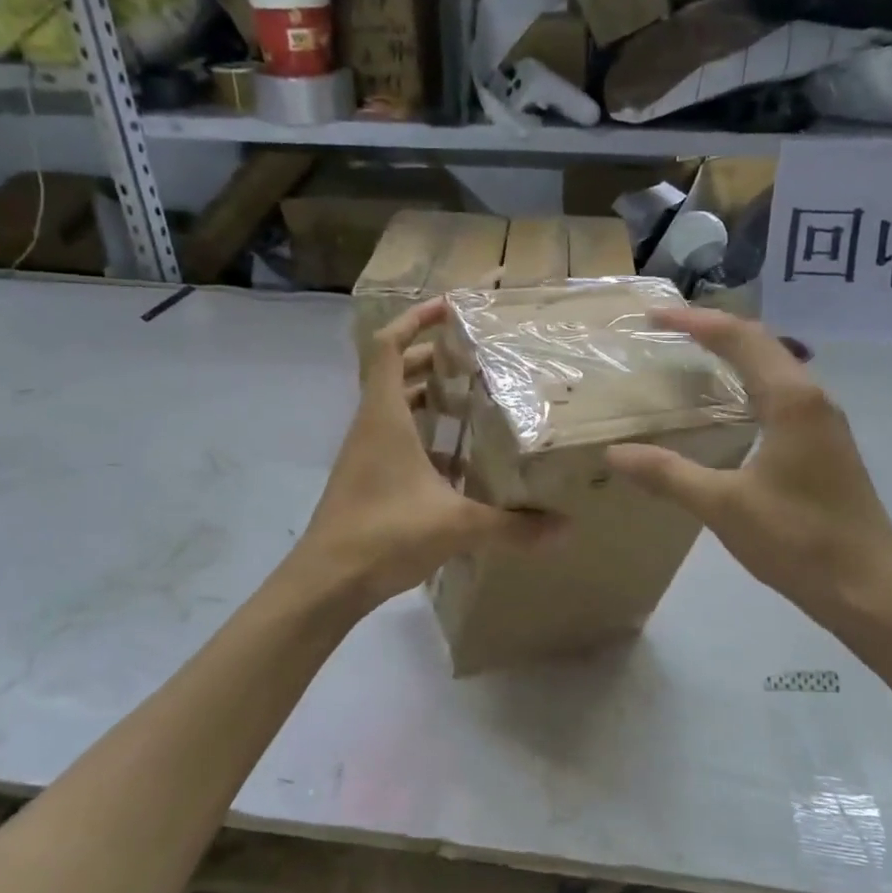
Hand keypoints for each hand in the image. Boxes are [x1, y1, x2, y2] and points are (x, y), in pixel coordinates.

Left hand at [294, 300, 557, 609]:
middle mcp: (372, 426)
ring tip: (475, 402)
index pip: (389, 348)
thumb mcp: (455, 525)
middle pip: (397, 374)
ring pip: (397, 409)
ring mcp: (366, 454)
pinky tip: (461, 465)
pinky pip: (398, 443)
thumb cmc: (383, 534)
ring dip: (430, 399)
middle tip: (477, 359)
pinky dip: (426, 441)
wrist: (326, 582)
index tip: (450, 310)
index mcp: (385, 417)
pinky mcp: (368, 480)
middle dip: (434, 359)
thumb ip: (512, 526)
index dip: (415, 321)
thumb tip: (565, 527)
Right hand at [605, 308, 891, 631]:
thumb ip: (668, 474)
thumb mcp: (723, 506)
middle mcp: (813, 399)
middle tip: (667, 330)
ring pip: (776, 368)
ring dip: (735, 354)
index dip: (695, 321)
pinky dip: (749, 383)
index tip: (653, 316)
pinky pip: (782, 394)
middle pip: (761, 343)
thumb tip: (615, 452)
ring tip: (692, 358)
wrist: (870, 590)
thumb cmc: (798, 540)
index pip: (739, 338)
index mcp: (791, 400)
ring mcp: (825, 422)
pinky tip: (728, 409)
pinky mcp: (826, 446)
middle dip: (713, 329)